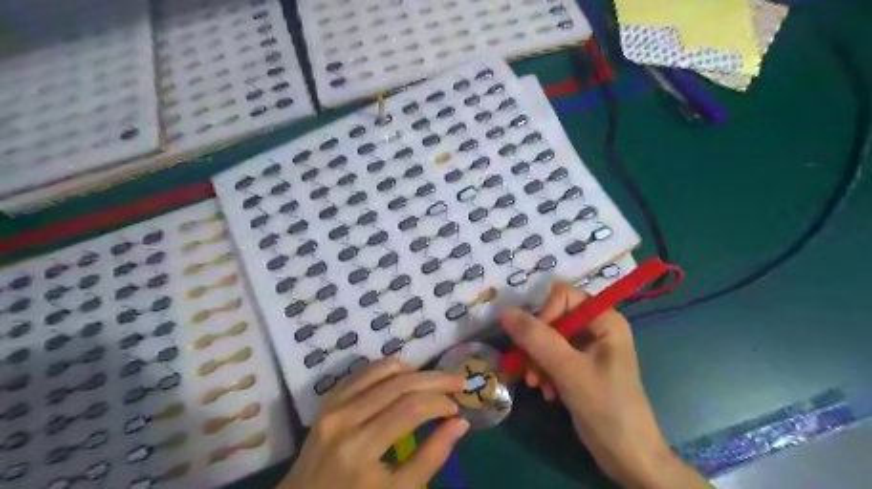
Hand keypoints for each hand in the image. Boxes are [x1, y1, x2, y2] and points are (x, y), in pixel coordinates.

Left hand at [279, 358, 469, 487]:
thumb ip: (431, 457)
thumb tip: (460, 423)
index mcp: (360, 449)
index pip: (411, 409)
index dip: (440, 402)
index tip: (458, 408)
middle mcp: (345, 418)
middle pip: (400, 383)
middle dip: (435, 379)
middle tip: (458, 382)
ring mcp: (333, 404)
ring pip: (383, 369)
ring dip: (415, 370)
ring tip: (433, 382)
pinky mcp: (329, 398)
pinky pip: (365, 371)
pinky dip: (390, 369)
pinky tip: (406, 378)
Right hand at [501, 283, 710, 487]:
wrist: (627, 456)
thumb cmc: (606, 407)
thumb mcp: (569, 370)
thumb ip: (537, 338)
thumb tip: (505, 311)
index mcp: (604, 319)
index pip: (562, 296)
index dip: (544, 314)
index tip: (531, 341)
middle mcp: (596, 327)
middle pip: (552, 318)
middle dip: (536, 344)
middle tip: (527, 368)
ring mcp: (587, 347)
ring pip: (548, 339)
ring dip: (536, 360)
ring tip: (536, 384)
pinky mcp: (579, 366)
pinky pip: (551, 356)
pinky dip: (544, 371)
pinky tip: (545, 391)